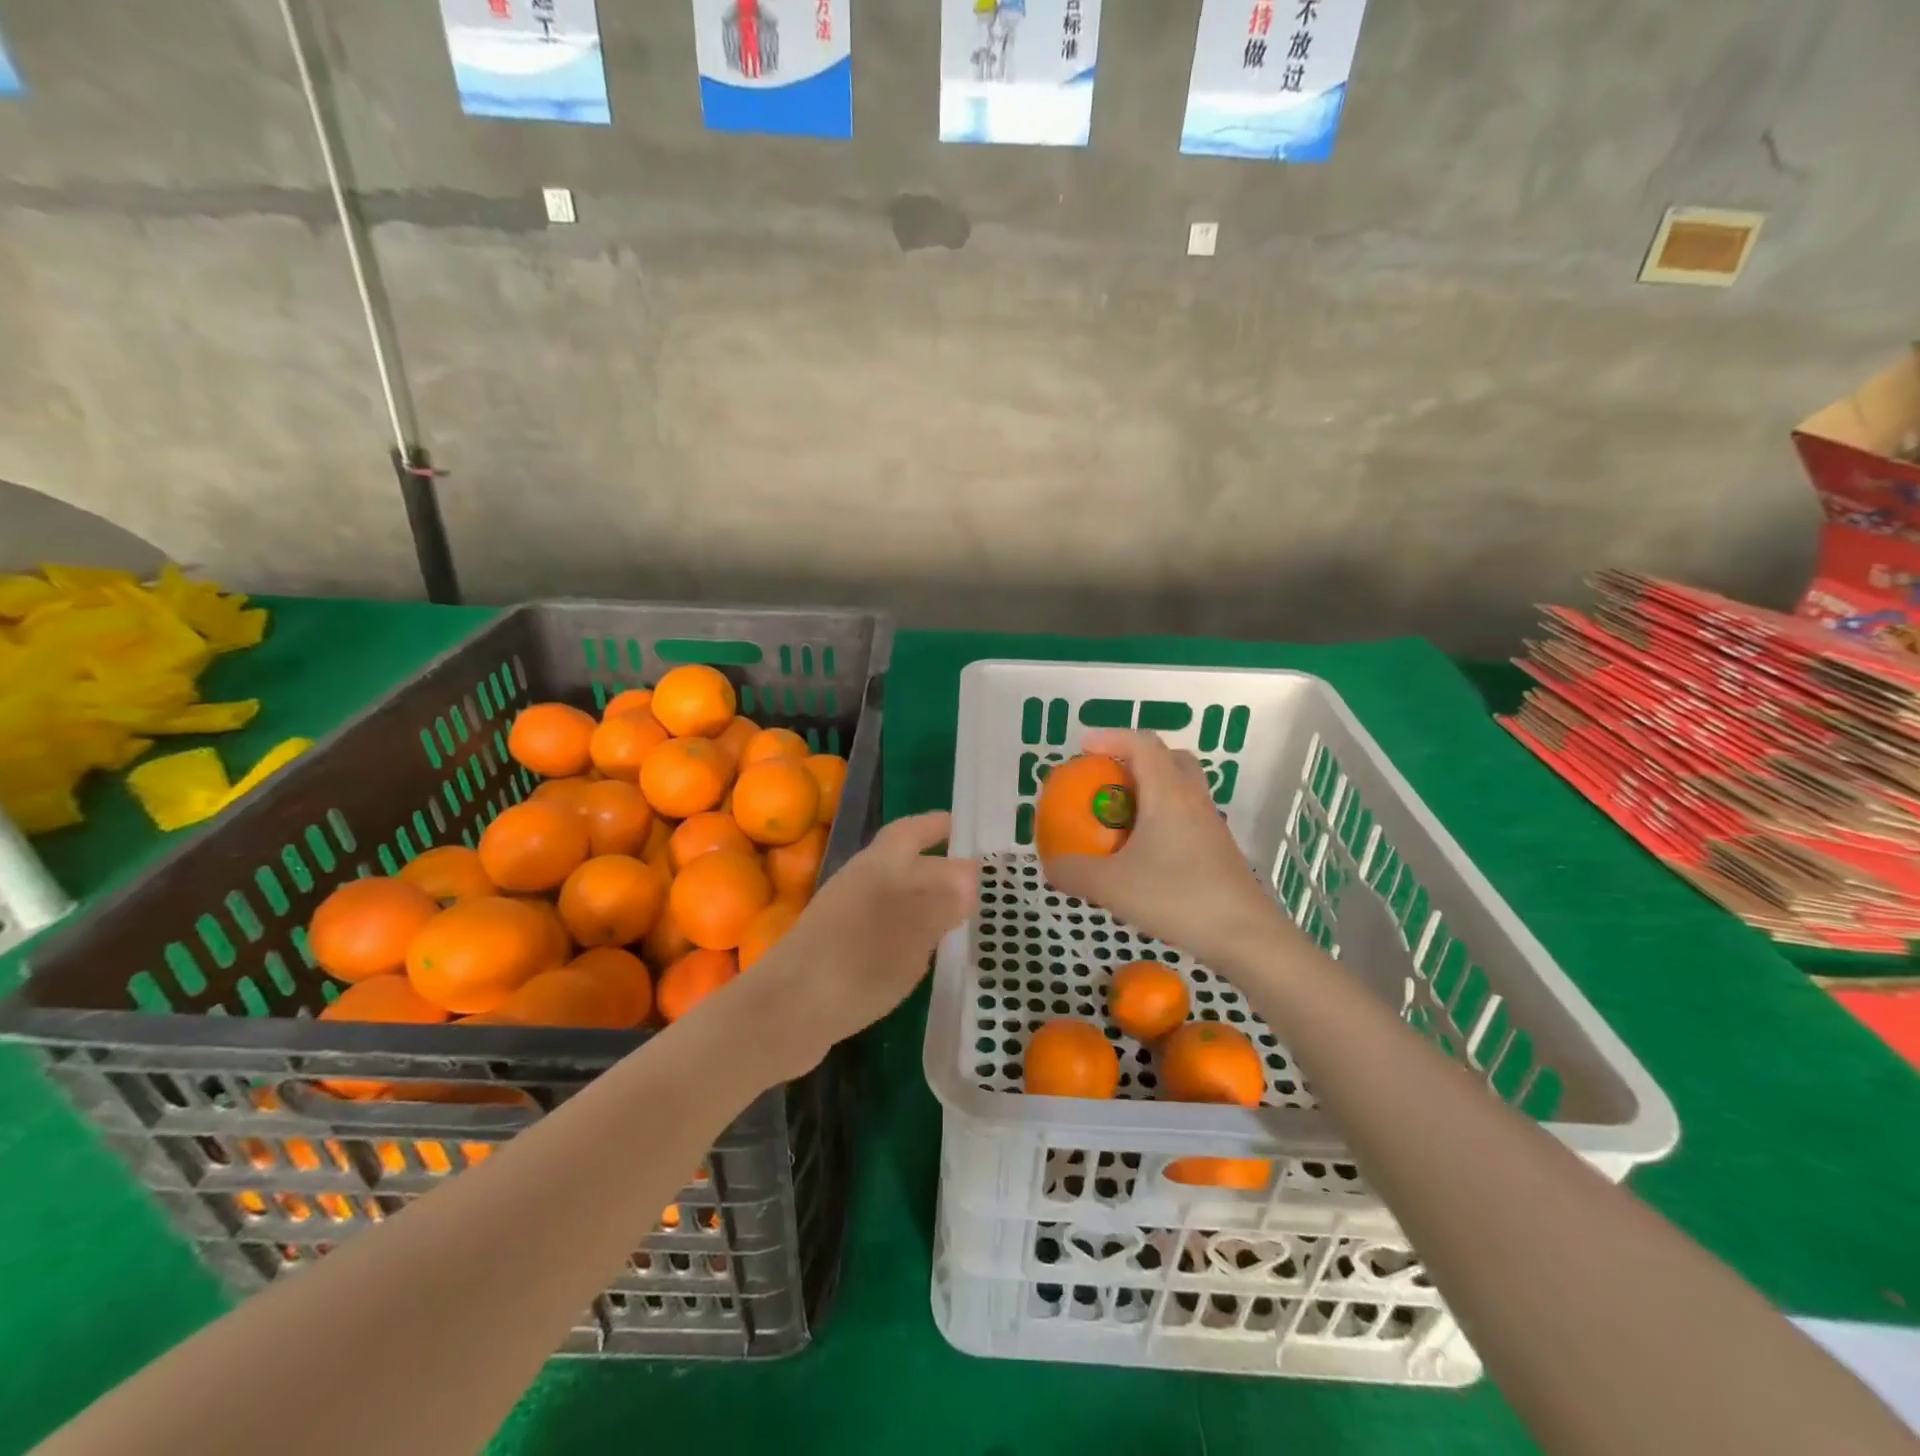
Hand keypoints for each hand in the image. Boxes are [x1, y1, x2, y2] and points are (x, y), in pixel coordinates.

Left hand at [732, 812, 976, 1078]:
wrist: (785, 1013)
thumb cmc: (856, 963)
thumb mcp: (913, 931)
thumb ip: (943, 901)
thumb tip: (969, 877)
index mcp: (879, 866)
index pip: (913, 832)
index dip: (938, 826)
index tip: (965, 827)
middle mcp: (859, 880)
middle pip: (900, 858)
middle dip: (931, 858)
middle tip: (968, 870)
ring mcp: (843, 913)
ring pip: (891, 889)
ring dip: (921, 892)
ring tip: (955, 909)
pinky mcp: (836, 946)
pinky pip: (882, 921)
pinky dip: (907, 925)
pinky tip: (921, 950)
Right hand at [1042, 729, 1287, 968]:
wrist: (1246, 936)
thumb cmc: (1177, 898)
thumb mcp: (1112, 887)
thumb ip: (1074, 872)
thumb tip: (1050, 865)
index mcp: (1168, 793)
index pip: (1142, 743)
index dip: (1111, 737)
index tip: (1083, 748)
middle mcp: (1193, 799)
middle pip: (1168, 758)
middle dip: (1134, 759)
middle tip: (1106, 779)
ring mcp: (1210, 824)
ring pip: (1181, 788)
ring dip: (1150, 790)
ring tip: (1120, 816)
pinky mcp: (1218, 850)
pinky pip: (1186, 816)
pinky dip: (1161, 819)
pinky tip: (1143, 852)